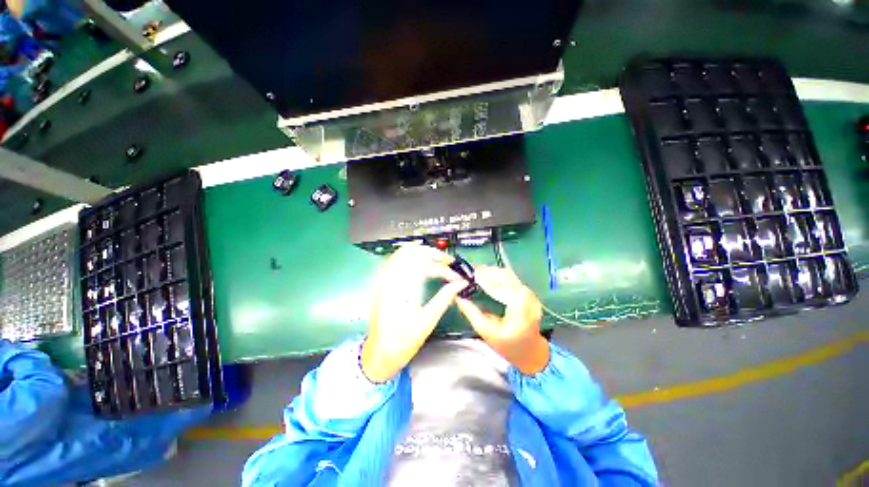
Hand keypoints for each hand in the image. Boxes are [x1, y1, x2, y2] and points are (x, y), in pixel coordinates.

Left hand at [361, 244, 466, 382]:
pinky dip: (415, 262)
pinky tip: (426, 270)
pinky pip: (399, 262)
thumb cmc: (401, 343)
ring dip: (424, 256)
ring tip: (440, 265)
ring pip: (404, 254)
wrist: (378, 355)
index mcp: (396, 288)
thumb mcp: (426, 322)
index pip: (422, 264)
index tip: (456, 276)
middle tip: (448, 263)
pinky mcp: (384, 284)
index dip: (443, 268)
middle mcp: (387, 279)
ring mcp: (383, 280)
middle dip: (433, 254)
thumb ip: (444, 299)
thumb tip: (460, 284)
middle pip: (410, 251)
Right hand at [456, 266, 548, 374]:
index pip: (499, 288)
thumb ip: (471, 313)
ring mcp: (529, 292)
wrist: (530, 351)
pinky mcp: (527, 291)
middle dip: (486, 272)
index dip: (483, 280)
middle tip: (469, 270)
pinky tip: (485, 275)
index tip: (468, 275)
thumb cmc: (508, 346)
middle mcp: (528, 296)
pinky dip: (496, 275)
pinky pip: (510, 278)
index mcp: (520, 309)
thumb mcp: (486, 332)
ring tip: (474, 271)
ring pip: (507, 274)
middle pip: (505, 275)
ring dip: (491, 271)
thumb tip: (457, 297)